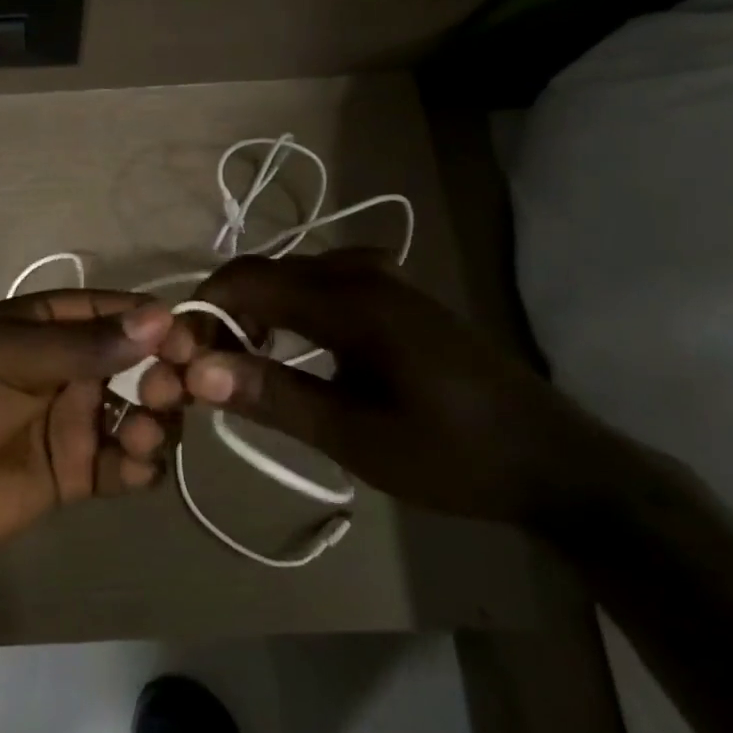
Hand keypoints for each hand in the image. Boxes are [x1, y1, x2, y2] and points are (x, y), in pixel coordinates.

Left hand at [0, 291, 178, 555]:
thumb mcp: (10, 358)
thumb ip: (85, 344)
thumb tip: (160, 318)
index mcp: (48, 326)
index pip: (116, 313)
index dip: (155, 323)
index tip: (188, 342)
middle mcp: (69, 368)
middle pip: (139, 363)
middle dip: (164, 374)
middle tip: (168, 391)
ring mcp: (74, 420)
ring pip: (141, 413)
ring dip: (156, 421)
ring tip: (140, 435)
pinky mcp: (77, 471)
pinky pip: (125, 463)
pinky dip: (141, 465)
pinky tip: (133, 467)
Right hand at [142, 251, 615, 527]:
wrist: (552, 461)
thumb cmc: (451, 454)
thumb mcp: (354, 436)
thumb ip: (272, 396)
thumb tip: (196, 372)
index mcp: (350, 299)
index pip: (246, 282)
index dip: (202, 313)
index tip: (180, 357)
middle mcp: (361, 270)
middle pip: (263, 272)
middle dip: (224, 313)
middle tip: (207, 368)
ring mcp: (382, 276)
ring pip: (288, 276)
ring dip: (254, 312)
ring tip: (240, 364)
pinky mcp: (393, 291)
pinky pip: (317, 283)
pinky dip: (286, 310)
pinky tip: (288, 349)